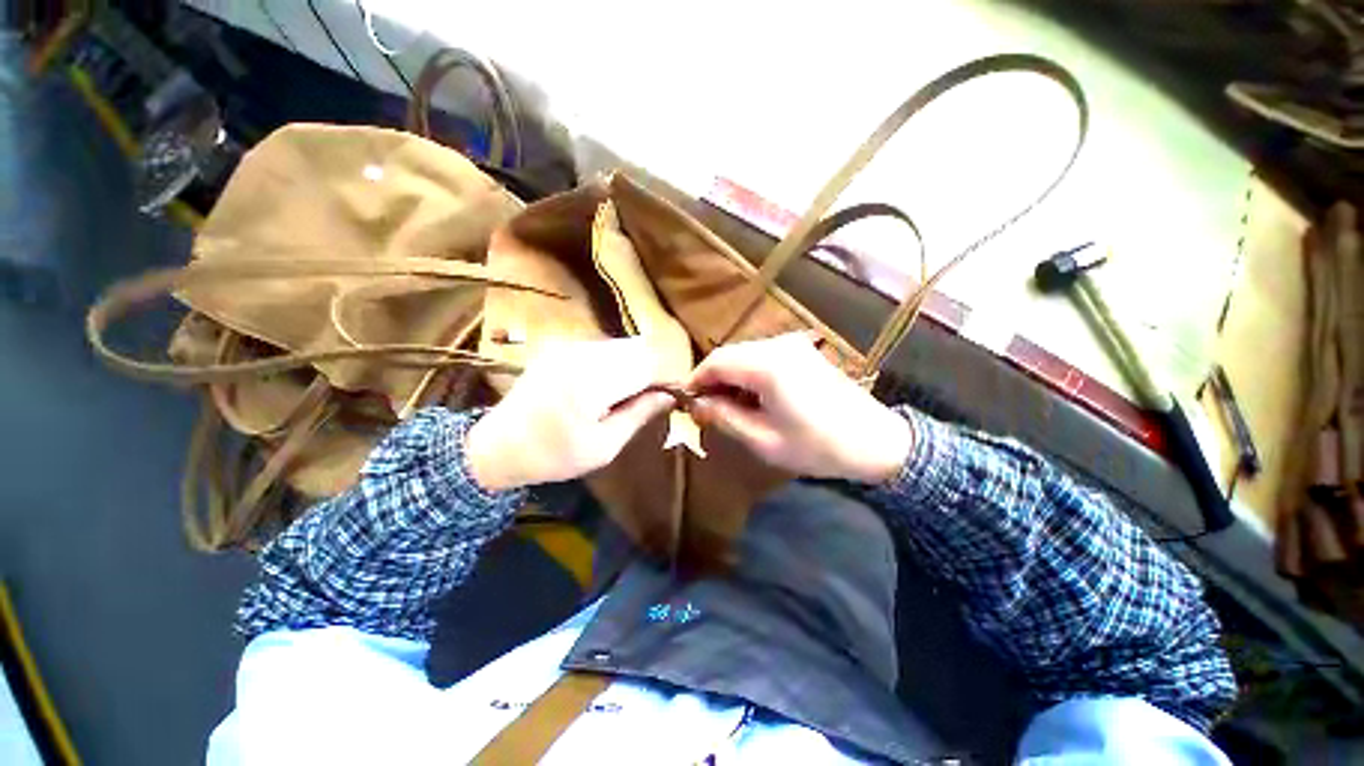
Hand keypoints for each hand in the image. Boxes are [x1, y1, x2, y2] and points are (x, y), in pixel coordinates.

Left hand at [466, 338, 672, 490]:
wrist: (498, 446)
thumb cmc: (553, 455)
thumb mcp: (603, 447)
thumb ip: (639, 415)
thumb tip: (669, 396)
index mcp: (592, 382)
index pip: (648, 365)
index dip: (667, 377)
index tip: (674, 395)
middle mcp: (582, 354)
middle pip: (638, 349)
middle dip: (652, 371)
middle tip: (652, 399)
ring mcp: (570, 347)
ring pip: (623, 346)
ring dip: (635, 366)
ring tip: (630, 395)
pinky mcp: (563, 347)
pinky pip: (605, 348)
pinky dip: (618, 363)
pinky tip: (609, 386)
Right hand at [688, 333, 912, 483]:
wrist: (875, 442)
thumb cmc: (817, 446)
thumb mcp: (763, 439)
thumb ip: (724, 417)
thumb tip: (696, 405)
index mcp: (767, 365)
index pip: (716, 362)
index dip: (695, 380)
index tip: (685, 402)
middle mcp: (778, 345)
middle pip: (729, 355)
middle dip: (711, 380)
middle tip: (703, 409)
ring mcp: (792, 345)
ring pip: (744, 354)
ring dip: (729, 377)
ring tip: (725, 407)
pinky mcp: (801, 351)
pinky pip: (762, 357)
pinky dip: (747, 374)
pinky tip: (750, 397)